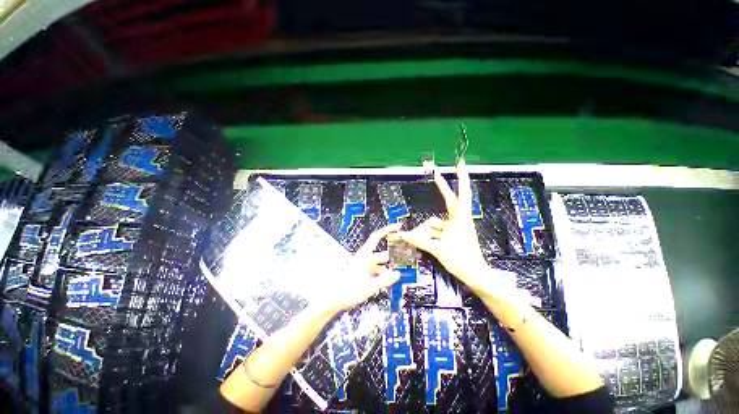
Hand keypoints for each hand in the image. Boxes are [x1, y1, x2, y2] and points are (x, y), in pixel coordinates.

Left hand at [327, 223, 401, 311]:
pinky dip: (383, 275)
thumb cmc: (349, 290)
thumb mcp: (370, 286)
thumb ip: (385, 280)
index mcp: (365, 255)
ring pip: (381, 265)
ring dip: (389, 270)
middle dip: (393, 258)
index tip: (397, 227)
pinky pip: (377, 271)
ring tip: (398, 276)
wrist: (335, 299)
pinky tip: (388, 283)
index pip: (376, 237)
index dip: (387, 230)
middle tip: (405, 262)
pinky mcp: (364, 273)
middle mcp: (365, 258)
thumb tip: (397, 274)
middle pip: (383, 254)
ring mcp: (365, 266)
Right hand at [399, 161, 513, 300]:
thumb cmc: (462, 260)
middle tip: (436, 173)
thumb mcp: (439, 249)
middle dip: (443, 187)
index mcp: (461, 219)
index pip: (462, 194)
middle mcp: (458, 220)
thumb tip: (403, 235)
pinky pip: (436, 231)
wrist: (476, 276)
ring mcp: (454, 228)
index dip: (462, 178)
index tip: (461, 164)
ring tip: (413, 237)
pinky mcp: (451, 236)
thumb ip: (420, 241)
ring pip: (436, 222)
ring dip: (426, 229)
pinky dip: (428, 235)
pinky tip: (417, 240)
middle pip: (449, 200)